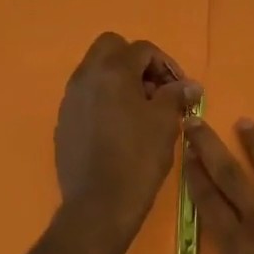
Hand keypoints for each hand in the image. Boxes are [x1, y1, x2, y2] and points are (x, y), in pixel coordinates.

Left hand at [54, 33, 198, 239]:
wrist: (98, 205)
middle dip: (135, 61)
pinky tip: (119, 127)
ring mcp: (70, 99)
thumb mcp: (166, 122)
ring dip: (118, 79)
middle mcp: (85, 76)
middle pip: (111, 47)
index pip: (142, 49)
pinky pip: (86, 96)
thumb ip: (176, 95)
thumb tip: (189, 85)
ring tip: (140, 110)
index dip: (166, 65)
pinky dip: (104, 99)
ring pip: (95, 71)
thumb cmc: (138, 158)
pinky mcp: (64, 121)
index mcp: (112, 70)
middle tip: (155, 88)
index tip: (179, 89)